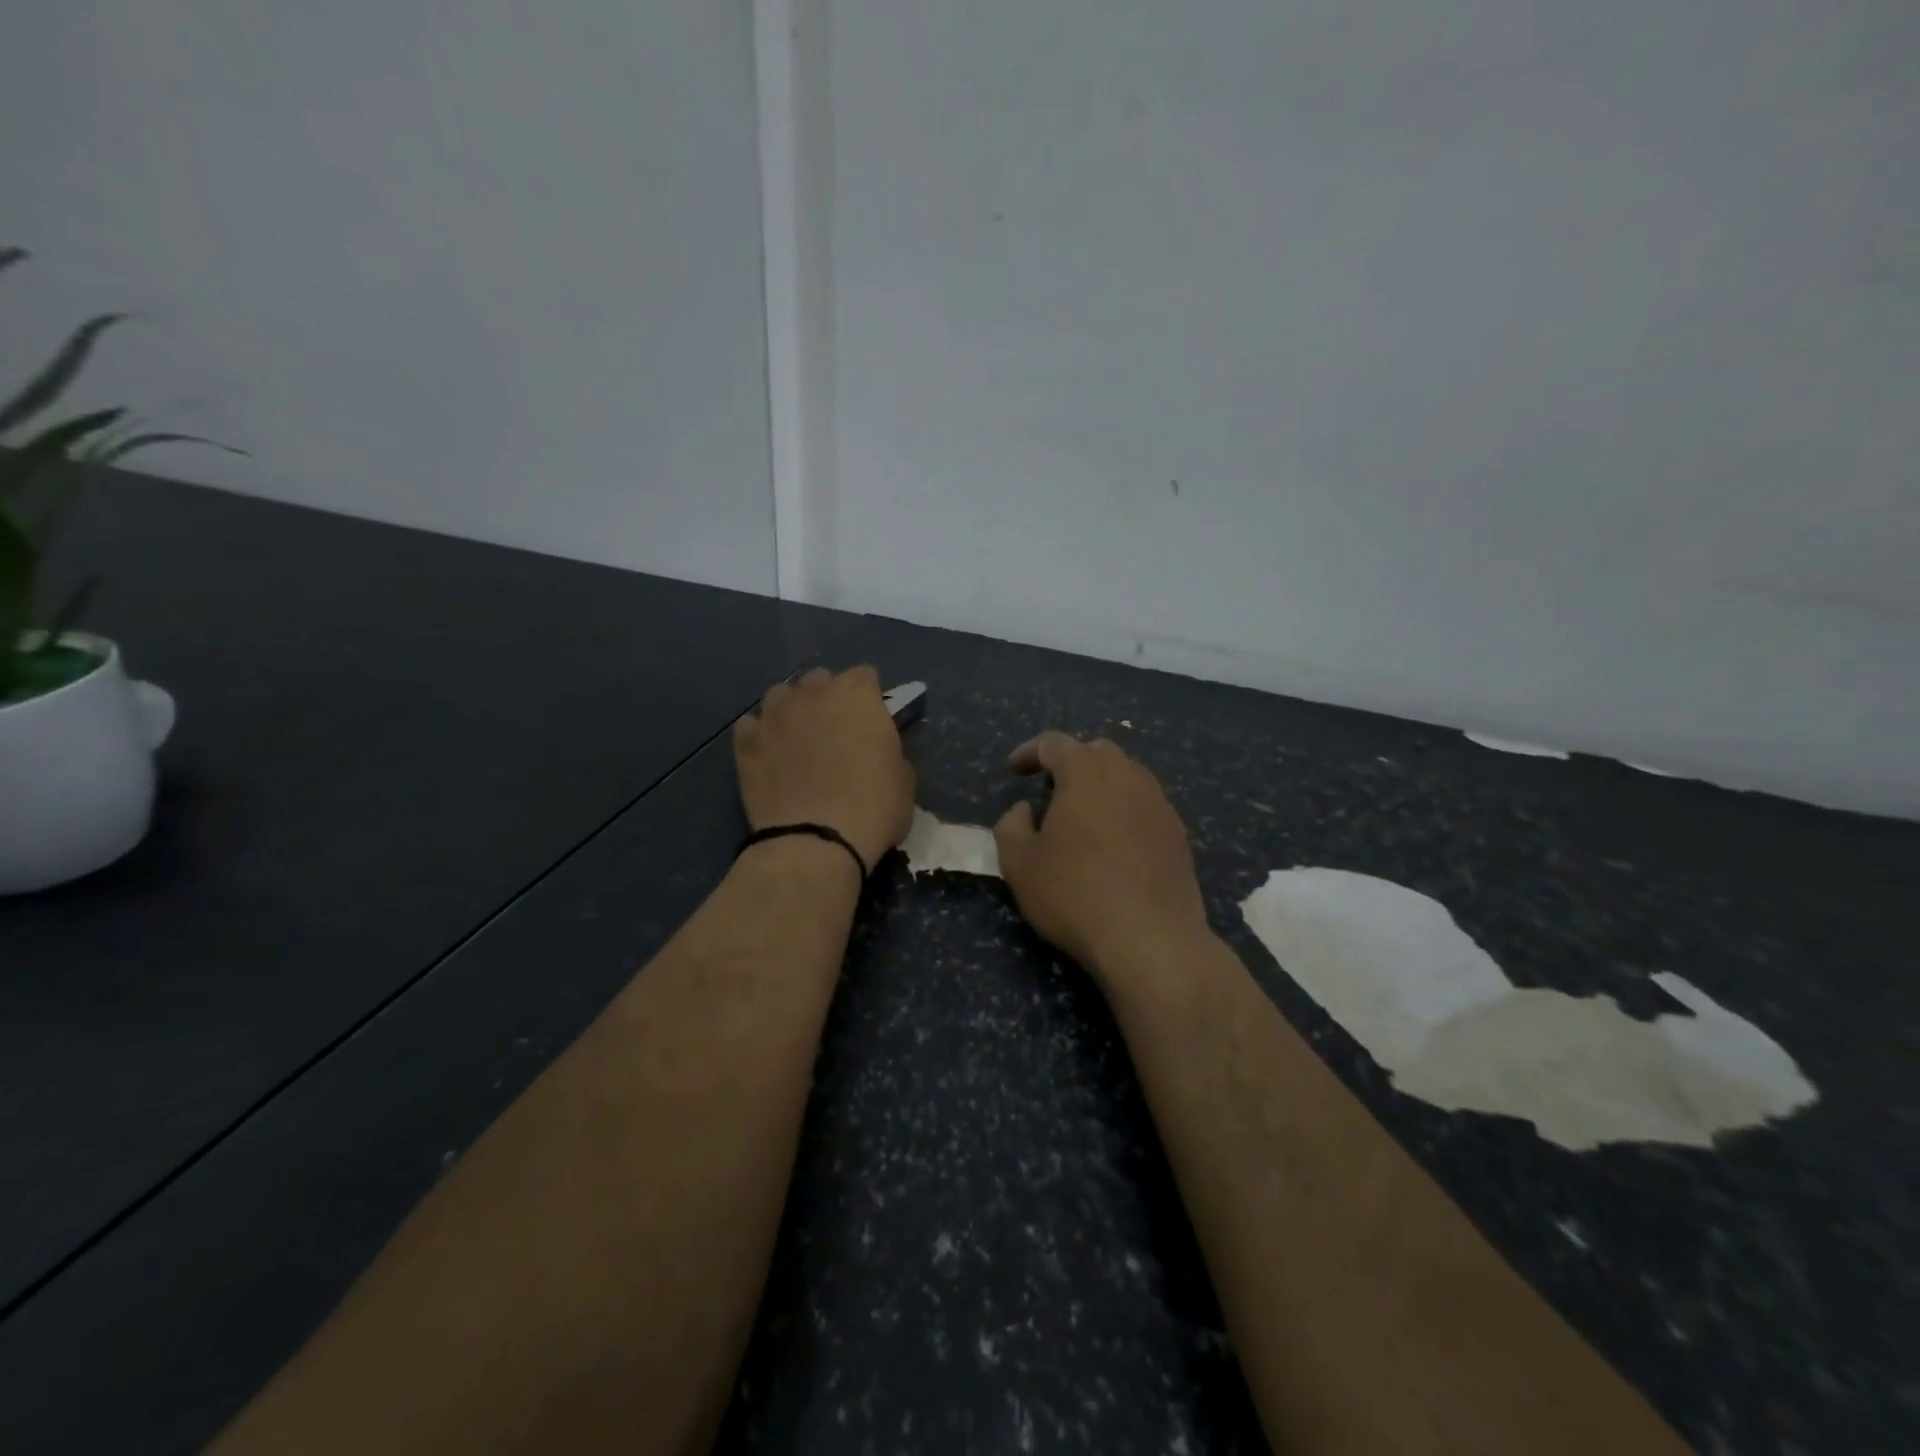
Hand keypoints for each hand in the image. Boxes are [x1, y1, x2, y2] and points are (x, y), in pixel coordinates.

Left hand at [734, 666, 915, 874]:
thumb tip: (875, 749)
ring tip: (798, 740)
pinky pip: (752, 725)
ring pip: (781, 695)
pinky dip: (761, 735)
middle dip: (828, 698)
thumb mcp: (904, 778)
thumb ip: (888, 749)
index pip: (865, 676)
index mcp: (857, 695)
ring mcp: (774, 715)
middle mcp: (813, 693)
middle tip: (836, 732)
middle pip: (820, 679)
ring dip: (792, 710)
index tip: (872, 722)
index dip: (870, 699)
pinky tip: (770, 756)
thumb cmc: (874, 808)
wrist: (816, 842)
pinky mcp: (746, 742)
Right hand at [993, 733, 1208, 985]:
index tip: (1013, 771)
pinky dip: (1123, 812)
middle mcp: (1128, 776)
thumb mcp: (1019, 864)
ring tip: (1081, 820)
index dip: (1029, 752)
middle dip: (1069, 764)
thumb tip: (1024, 810)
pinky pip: (1144, 807)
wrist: (1152, 939)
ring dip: (1099, 788)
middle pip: (1096, 752)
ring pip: (1126, 777)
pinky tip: (1112, 847)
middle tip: (1049, 793)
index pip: (1054, 743)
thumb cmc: (1075, 894)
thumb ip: (1011, 826)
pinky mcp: (1178, 834)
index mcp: (1086, 772)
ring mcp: (1159, 803)